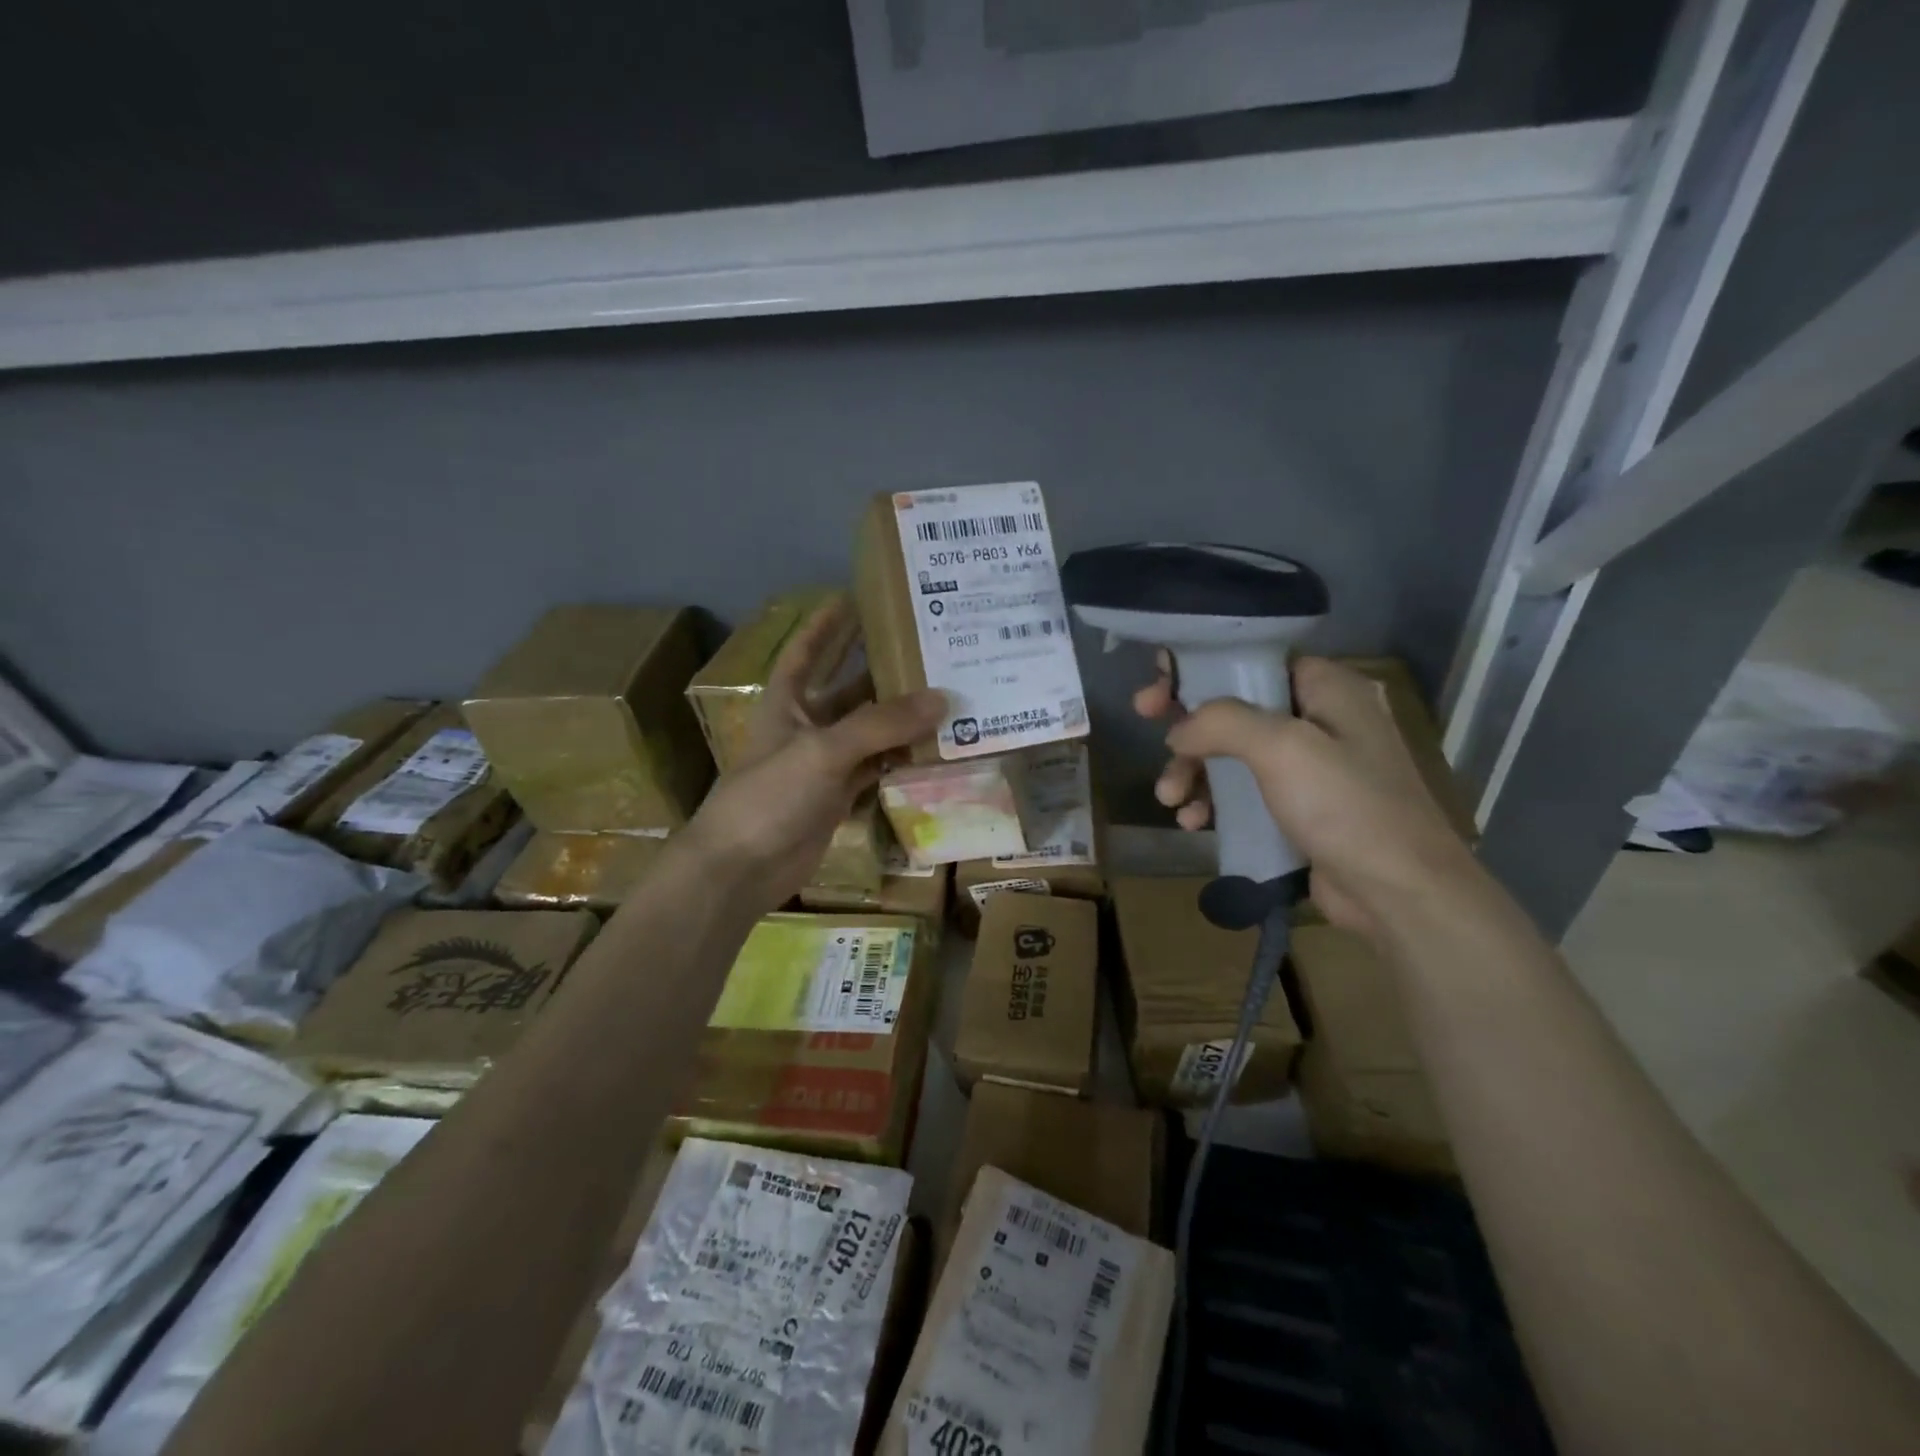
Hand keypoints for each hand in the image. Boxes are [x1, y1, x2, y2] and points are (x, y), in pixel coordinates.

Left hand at [683, 597, 944, 911]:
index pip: (807, 650)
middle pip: (848, 688)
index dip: (828, 624)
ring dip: (900, 717)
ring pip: (869, 731)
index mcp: (787, 702)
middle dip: (879, 668)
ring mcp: (824, 764)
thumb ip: (881, 724)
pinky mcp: (838, 796)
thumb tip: (942, 699)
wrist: (741, 869)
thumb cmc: (770, 796)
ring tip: (945, 692)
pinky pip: (877, 767)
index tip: (857, 595)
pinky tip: (935, 746)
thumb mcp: (823, 750)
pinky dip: (901, 758)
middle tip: (923, 645)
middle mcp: (806, 726)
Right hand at [1134, 654, 1480, 936]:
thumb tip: (1179, 731)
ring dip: (1193, 771)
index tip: (1160, 686)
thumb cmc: (1346, 806)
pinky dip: (1214, 802)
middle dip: (1188, 723)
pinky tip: (1193, 823)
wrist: (1399, 894)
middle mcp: (1319, 719)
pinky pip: (1243, 793)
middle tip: (1146, 723)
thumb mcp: (1282, 748)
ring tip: (1170, 799)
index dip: (1200, 667)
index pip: (1252, 659)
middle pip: (1234, 707)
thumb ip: (1222, 722)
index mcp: (1327, 688)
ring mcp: (1309, 768)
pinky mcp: (1298, 809)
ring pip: (1232, 754)